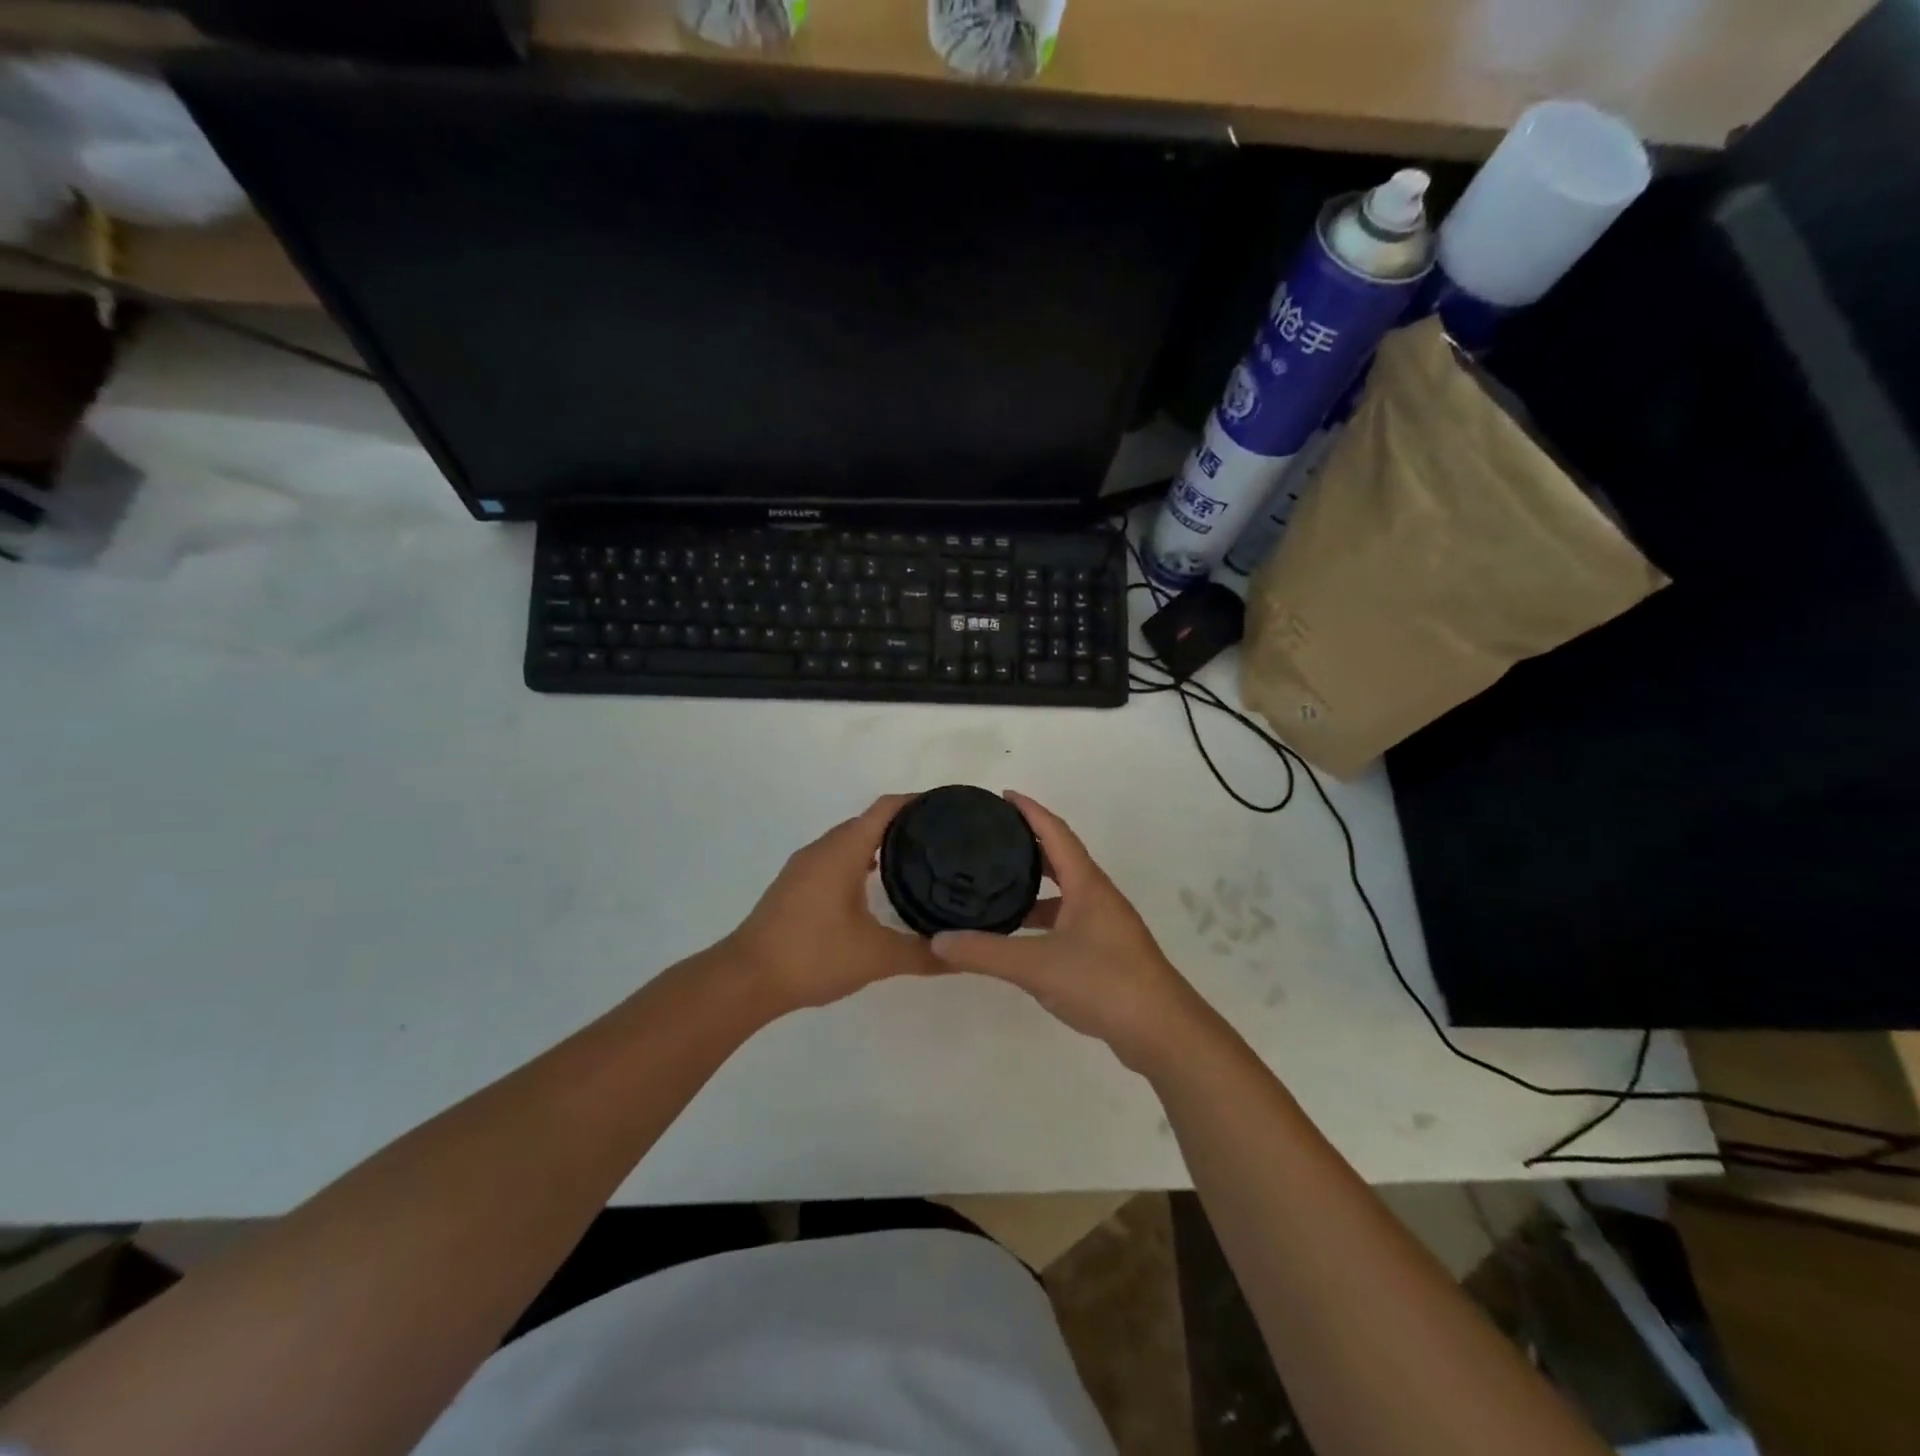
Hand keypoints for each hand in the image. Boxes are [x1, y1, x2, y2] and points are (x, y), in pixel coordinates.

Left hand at [722, 794, 943, 1013]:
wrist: (746, 979)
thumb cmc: (813, 955)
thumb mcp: (876, 957)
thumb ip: (922, 954)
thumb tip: (963, 956)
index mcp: (843, 851)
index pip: (885, 808)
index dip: (916, 802)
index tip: (947, 808)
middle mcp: (822, 849)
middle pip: (868, 821)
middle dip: (903, 824)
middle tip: (941, 839)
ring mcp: (804, 867)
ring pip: (849, 841)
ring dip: (879, 844)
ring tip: (915, 860)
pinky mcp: (794, 885)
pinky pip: (835, 859)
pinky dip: (859, 861)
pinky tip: (874, 887)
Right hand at [929, 792, 1203, 1072]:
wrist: (1161, 1031)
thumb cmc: (1103, 982)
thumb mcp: (1036, 965)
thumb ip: (985, 952)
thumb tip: (938, 940)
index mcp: (1087, 884)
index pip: (1056, 832)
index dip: (1030, 811)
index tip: (1003, 796)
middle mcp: (1098, 897)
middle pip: (1061, 858)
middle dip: (1029, 844)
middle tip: (992, 839)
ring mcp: (1105, 925)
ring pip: (1064, 892)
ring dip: (1035, 885)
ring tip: (996, 885)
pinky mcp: (1106, 952)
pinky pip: (1068, 919)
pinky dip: (1042, 917)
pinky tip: (1020, 936)